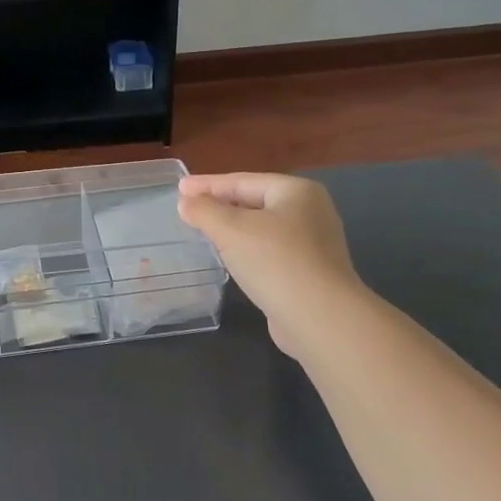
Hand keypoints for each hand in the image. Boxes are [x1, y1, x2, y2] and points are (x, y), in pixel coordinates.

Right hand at [177, 173, 360, 360]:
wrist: (320, 318)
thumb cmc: (275, 262)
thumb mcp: (231, 229)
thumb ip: (204, 211)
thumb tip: (186, 202)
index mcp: (296, 191)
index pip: (242, 181)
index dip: (207, 184)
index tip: (179, 188)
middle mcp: (310, 211)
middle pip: (254, 201)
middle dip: (220, 205)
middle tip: (188, 208)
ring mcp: (314, 243)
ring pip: (261, 228)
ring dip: (232, 228)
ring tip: (204, 230)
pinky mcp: (309, 272)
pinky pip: (269, 251)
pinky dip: (246, 249)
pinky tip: (230, 258)